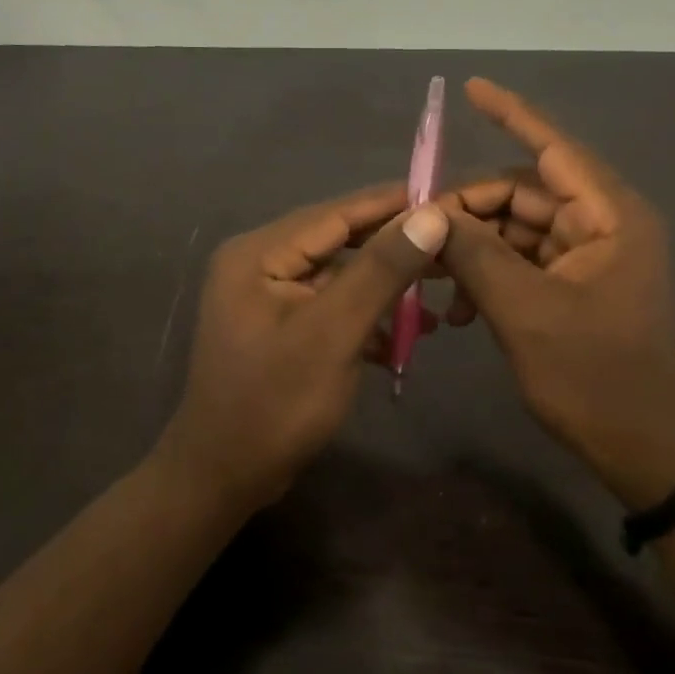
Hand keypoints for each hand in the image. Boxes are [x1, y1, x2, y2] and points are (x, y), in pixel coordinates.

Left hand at [153, 186, 449, 511]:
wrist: (223, 477)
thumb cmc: (275, 403)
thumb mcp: (333, 334)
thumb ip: (380, 271)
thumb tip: (430, 215)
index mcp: (258, 253)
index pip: (334, 214)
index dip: (391, 204)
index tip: (445, 196)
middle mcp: (257, 263)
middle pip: (337, 243)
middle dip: (393, 250)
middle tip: (451, 251)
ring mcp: (266, 297)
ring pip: (337, 277)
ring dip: (384, 290)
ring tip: (439, 298)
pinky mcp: (279, 327)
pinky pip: (329, 307)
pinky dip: (364, 318)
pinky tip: (403, 339)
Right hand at [436, 78, 674, 509]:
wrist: (650, 453)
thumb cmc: (598, 379)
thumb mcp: (526, 314)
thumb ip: (475, 255)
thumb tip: (428, 214)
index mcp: (609, 217)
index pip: (554, 148)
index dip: (512, 114)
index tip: (470, 87)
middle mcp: (601, 226)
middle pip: (520, 194)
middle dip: (466, 210)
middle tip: (416, 236)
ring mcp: (587, 258)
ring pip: (514, 230)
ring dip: (470, 250)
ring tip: (429, 281)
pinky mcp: (573, 288)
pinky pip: (519, 263)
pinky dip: (485, 276)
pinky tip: (454, 310)